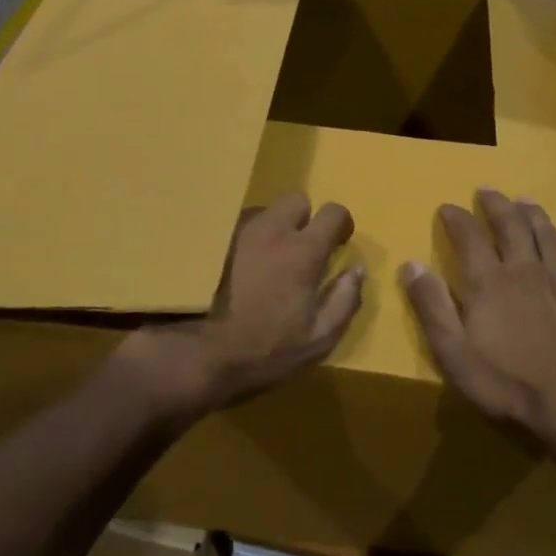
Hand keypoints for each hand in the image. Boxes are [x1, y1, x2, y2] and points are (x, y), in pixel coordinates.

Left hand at [138, 193, 364, 414]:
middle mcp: (270, 229)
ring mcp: (236, 232)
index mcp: (302, 250)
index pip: (333, 212)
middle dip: (305, 219)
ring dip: (273, 229)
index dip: (341, 225)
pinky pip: (237, 226)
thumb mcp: (319, 338)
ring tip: (266, 262)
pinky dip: (246, 239)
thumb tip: (357, 270)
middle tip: (301, 251)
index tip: (338, 244)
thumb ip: (345, 299)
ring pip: (264, 212)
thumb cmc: (266, 350)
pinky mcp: (211, 242)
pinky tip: (239, 268)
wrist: (198, 355)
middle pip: (296, 200)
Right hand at [401, 190, 555, 459]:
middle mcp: (525, 272)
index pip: (469, 237)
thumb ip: (431, 305)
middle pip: (511, 227)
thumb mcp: (453, 351)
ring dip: (536, 217)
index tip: (447, 206)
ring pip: (548, 239)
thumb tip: (411, 264)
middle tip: (489, 190)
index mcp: (489, 282)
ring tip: (527, 202)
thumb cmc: (506, 383)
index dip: (457, 218)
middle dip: (498, 206)